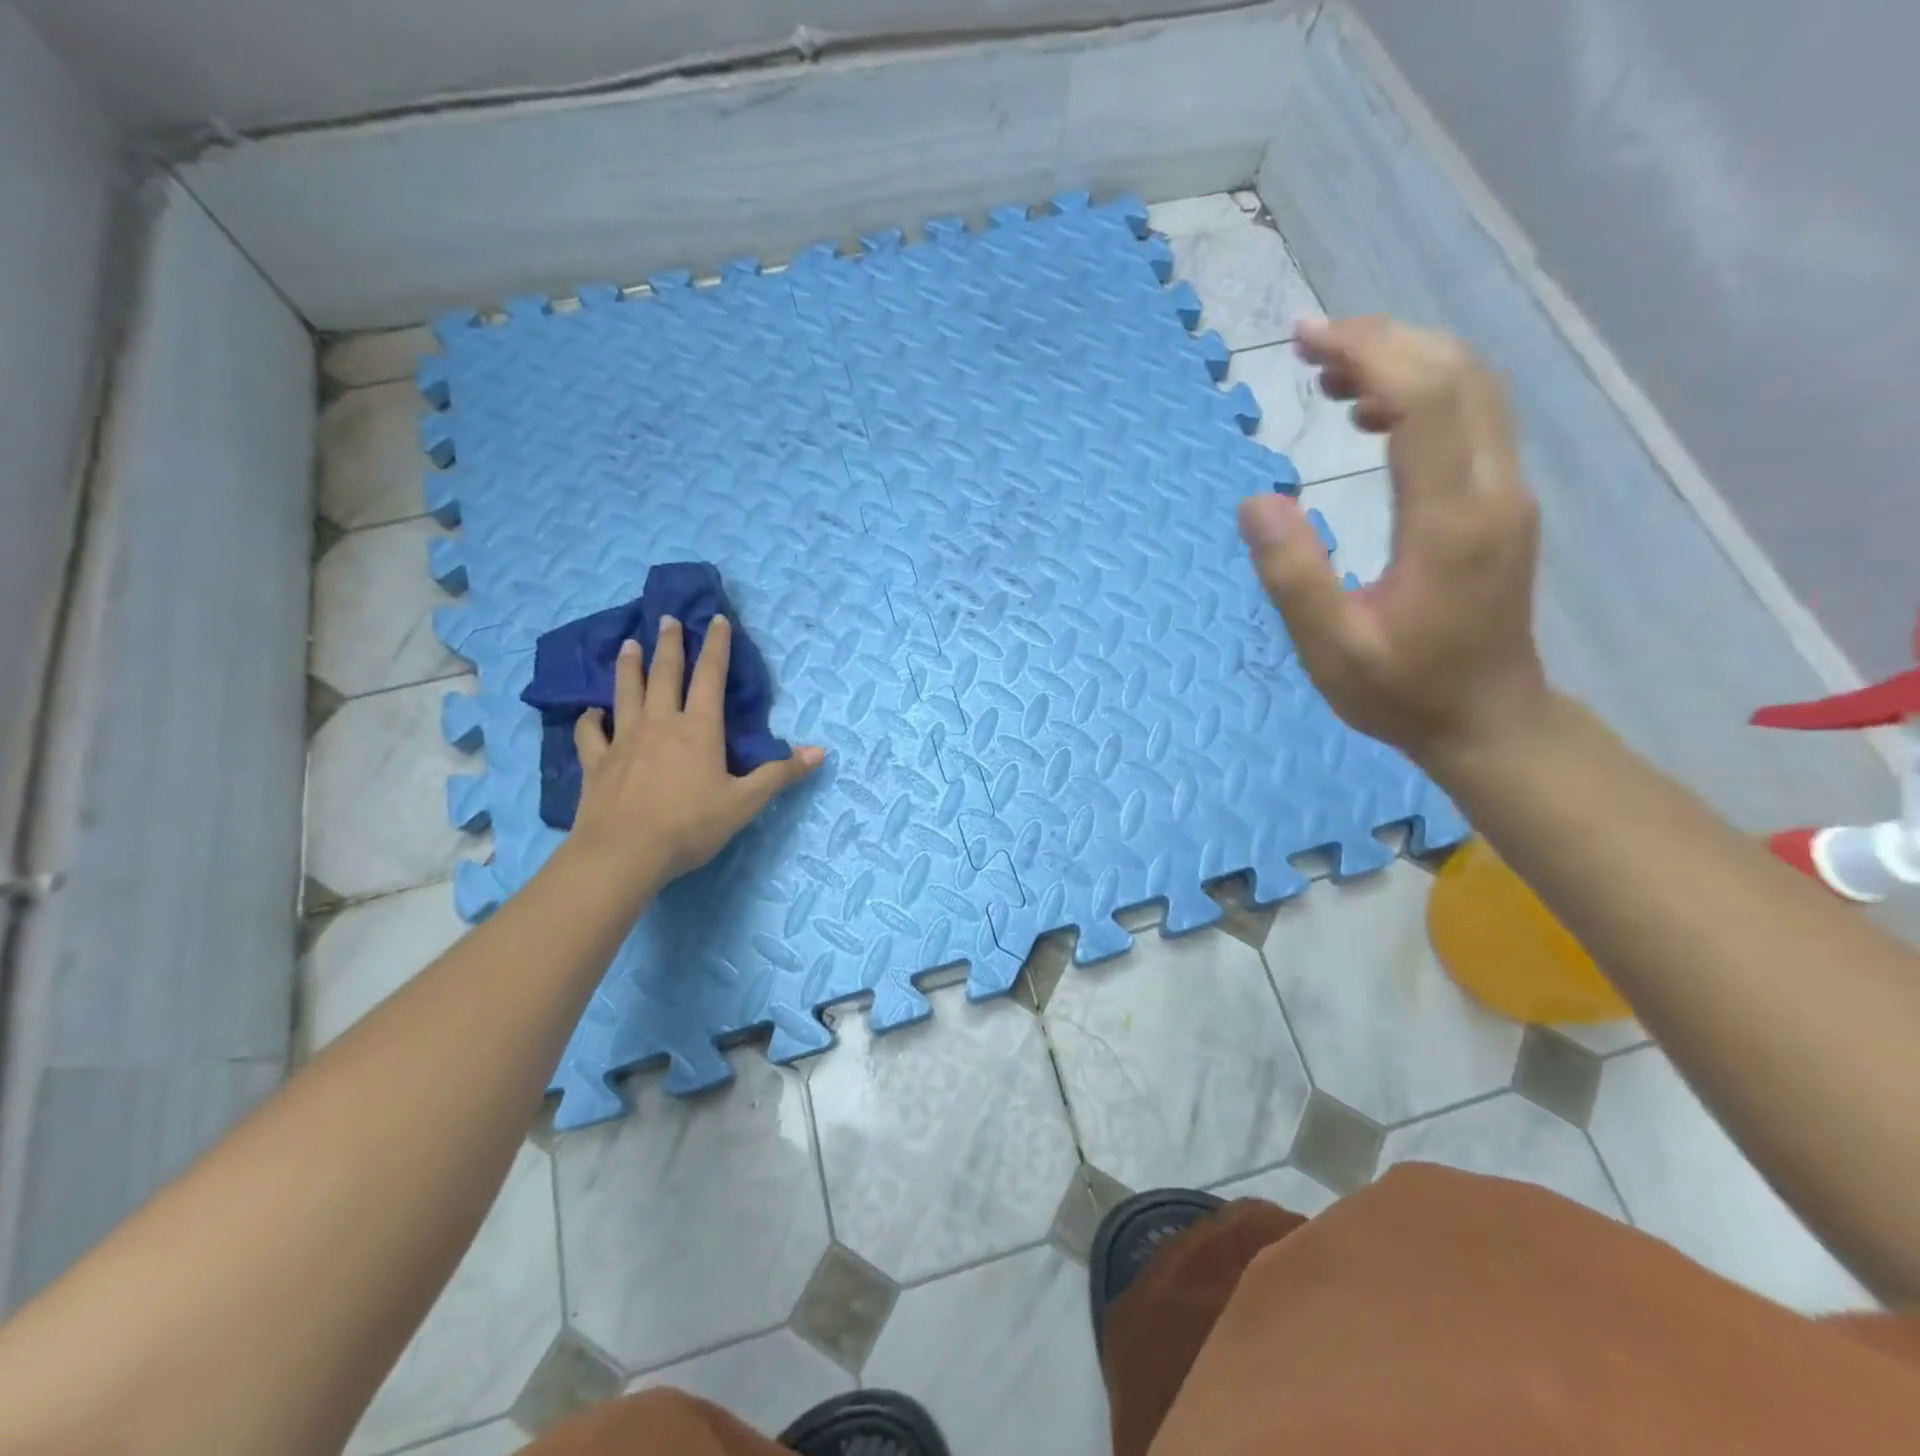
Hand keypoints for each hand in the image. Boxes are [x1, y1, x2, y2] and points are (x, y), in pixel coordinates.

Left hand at [567, 615, 824, 893]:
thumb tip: (819, 752)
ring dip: (628, 667)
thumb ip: (780, 775)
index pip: (711, 676)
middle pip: (665, 674)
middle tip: (667, 619)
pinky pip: (590, 733)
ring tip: (627, 645)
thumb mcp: (745, 802)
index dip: (717, 646)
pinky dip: (590, 719)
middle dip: (669, 644)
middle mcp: (660, 724)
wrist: (624, 854)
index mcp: (698, 729)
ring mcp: (623, 741)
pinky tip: (591, 712)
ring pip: (625, 692)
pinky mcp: (597, 763)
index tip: (717, 619)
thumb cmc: (690, 826)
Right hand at [1236, 316, 1548, 765]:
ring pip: (1472, 388)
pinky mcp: (1500, 503)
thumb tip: (1255, 502)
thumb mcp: (1331, 649)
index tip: (1304, 339)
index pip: (1424, 397)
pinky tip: (1372, 416)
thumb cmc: (1402, 692)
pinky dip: (1422, 393)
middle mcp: (1492, 490)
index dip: (1367, 351)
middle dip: (1383, 340)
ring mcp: (1506, 493)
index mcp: (1450, 521)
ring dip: (1405, 360)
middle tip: (1308, 345)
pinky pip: (1471, 419)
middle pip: (1457, 373)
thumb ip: (1293, 576)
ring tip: (1331, 375)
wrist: (1488, 720)